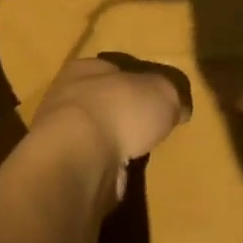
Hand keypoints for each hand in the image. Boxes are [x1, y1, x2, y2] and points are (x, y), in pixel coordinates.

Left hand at [33, 56, 186, 198]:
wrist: (80, 160)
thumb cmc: (120, 110)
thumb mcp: (163, 90)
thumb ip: (173, 93)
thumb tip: (179, 108)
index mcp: (86, 69)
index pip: (115, 68)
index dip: (140, 79)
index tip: (160, 95)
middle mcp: (68, 98)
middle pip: (105, 101)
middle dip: (127, 113)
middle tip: (154, 126)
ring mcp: (62, 136)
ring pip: (98, 134)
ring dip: (117, 143)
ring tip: (142, 153)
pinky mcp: (65, 168)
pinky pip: (94, 163)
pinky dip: (109, 168)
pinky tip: (125, 174)